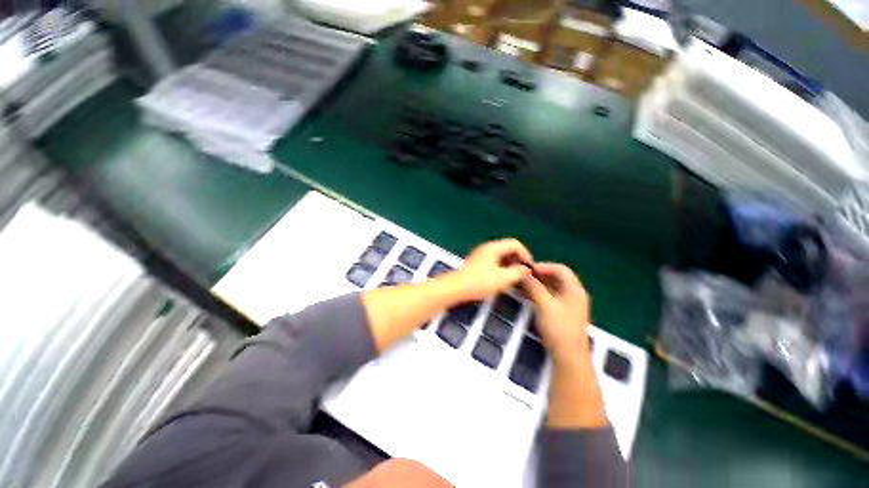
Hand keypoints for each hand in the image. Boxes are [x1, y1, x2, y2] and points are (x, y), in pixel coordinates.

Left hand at [445, 238, 533, 301]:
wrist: (456, 288)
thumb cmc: (479, 282)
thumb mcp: (503, 278)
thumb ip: (518, 272)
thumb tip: (527, 269)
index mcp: (494, 247)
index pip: (515, 244)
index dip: (525, 254)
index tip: (529, 268)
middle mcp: (487, 247)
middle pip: (508, 248)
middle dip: (518, 259)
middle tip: (523, 273)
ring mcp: (481, 254)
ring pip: (501, 255)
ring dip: (510, 264)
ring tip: (515, 277)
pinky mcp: (477, 263)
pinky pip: (494, 261)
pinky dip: (502, 267)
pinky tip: (502, 279)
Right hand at [521, 263, 590, 364]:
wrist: (568, 357)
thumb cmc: (558, 328)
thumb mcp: (544, 304)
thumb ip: (533, 286)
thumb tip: (522, 273)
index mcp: (574, 290)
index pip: (560, 269)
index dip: (543, 266)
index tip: (527, 269)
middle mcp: (574, 295)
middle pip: (556, 278)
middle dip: (538, 275)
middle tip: (522, 276)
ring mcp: (569, 306)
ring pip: (552, 288)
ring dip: (537, 285)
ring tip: (521, 285)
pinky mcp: (563, 315)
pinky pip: (550, 298)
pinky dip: (539, 294)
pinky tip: (526, 296)